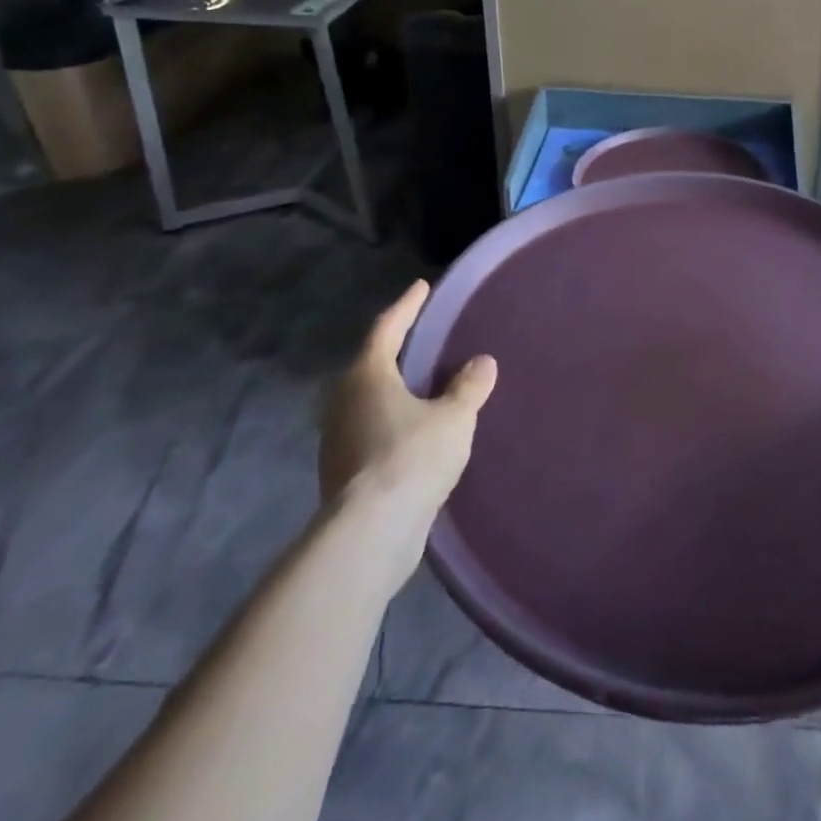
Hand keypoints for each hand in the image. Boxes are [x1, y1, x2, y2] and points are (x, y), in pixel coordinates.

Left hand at [318, 281, 496, 517]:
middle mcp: (344, 402)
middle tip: (422, 339)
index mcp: (367, 376)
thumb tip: (482, 363)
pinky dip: (392, 424)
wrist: (371, 533)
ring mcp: (338, 441)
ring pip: (369, 402)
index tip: (421, 287)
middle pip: (371, 366)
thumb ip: (468, 387)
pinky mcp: (342, 475)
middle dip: (396, 352)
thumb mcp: (453, 417)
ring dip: (394, 392)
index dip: (407, 306)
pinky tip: (415, 434)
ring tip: (423, 388)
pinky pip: (371, 433)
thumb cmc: (412, 457)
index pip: (388, 328)